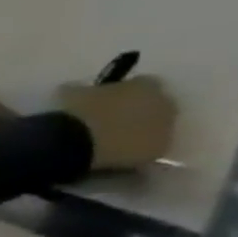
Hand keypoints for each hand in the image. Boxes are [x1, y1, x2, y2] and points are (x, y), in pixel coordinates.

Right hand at [57, 76, 177, 170]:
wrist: (76, 144)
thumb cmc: (75, 112)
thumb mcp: (72, 93)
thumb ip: (86, 90)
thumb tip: (83, 92)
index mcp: (148, 86)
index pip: (144, 82)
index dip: (125, 90)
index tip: (107, 97)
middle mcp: (165, 105)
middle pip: (156, 105)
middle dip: (137, 110)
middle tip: (110, 119)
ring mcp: (164, 131)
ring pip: (153, 129)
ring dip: (136, 131)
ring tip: (107, 138)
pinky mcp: (155, 153)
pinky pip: (144, 149)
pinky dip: (130, 150)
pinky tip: (109, 152)